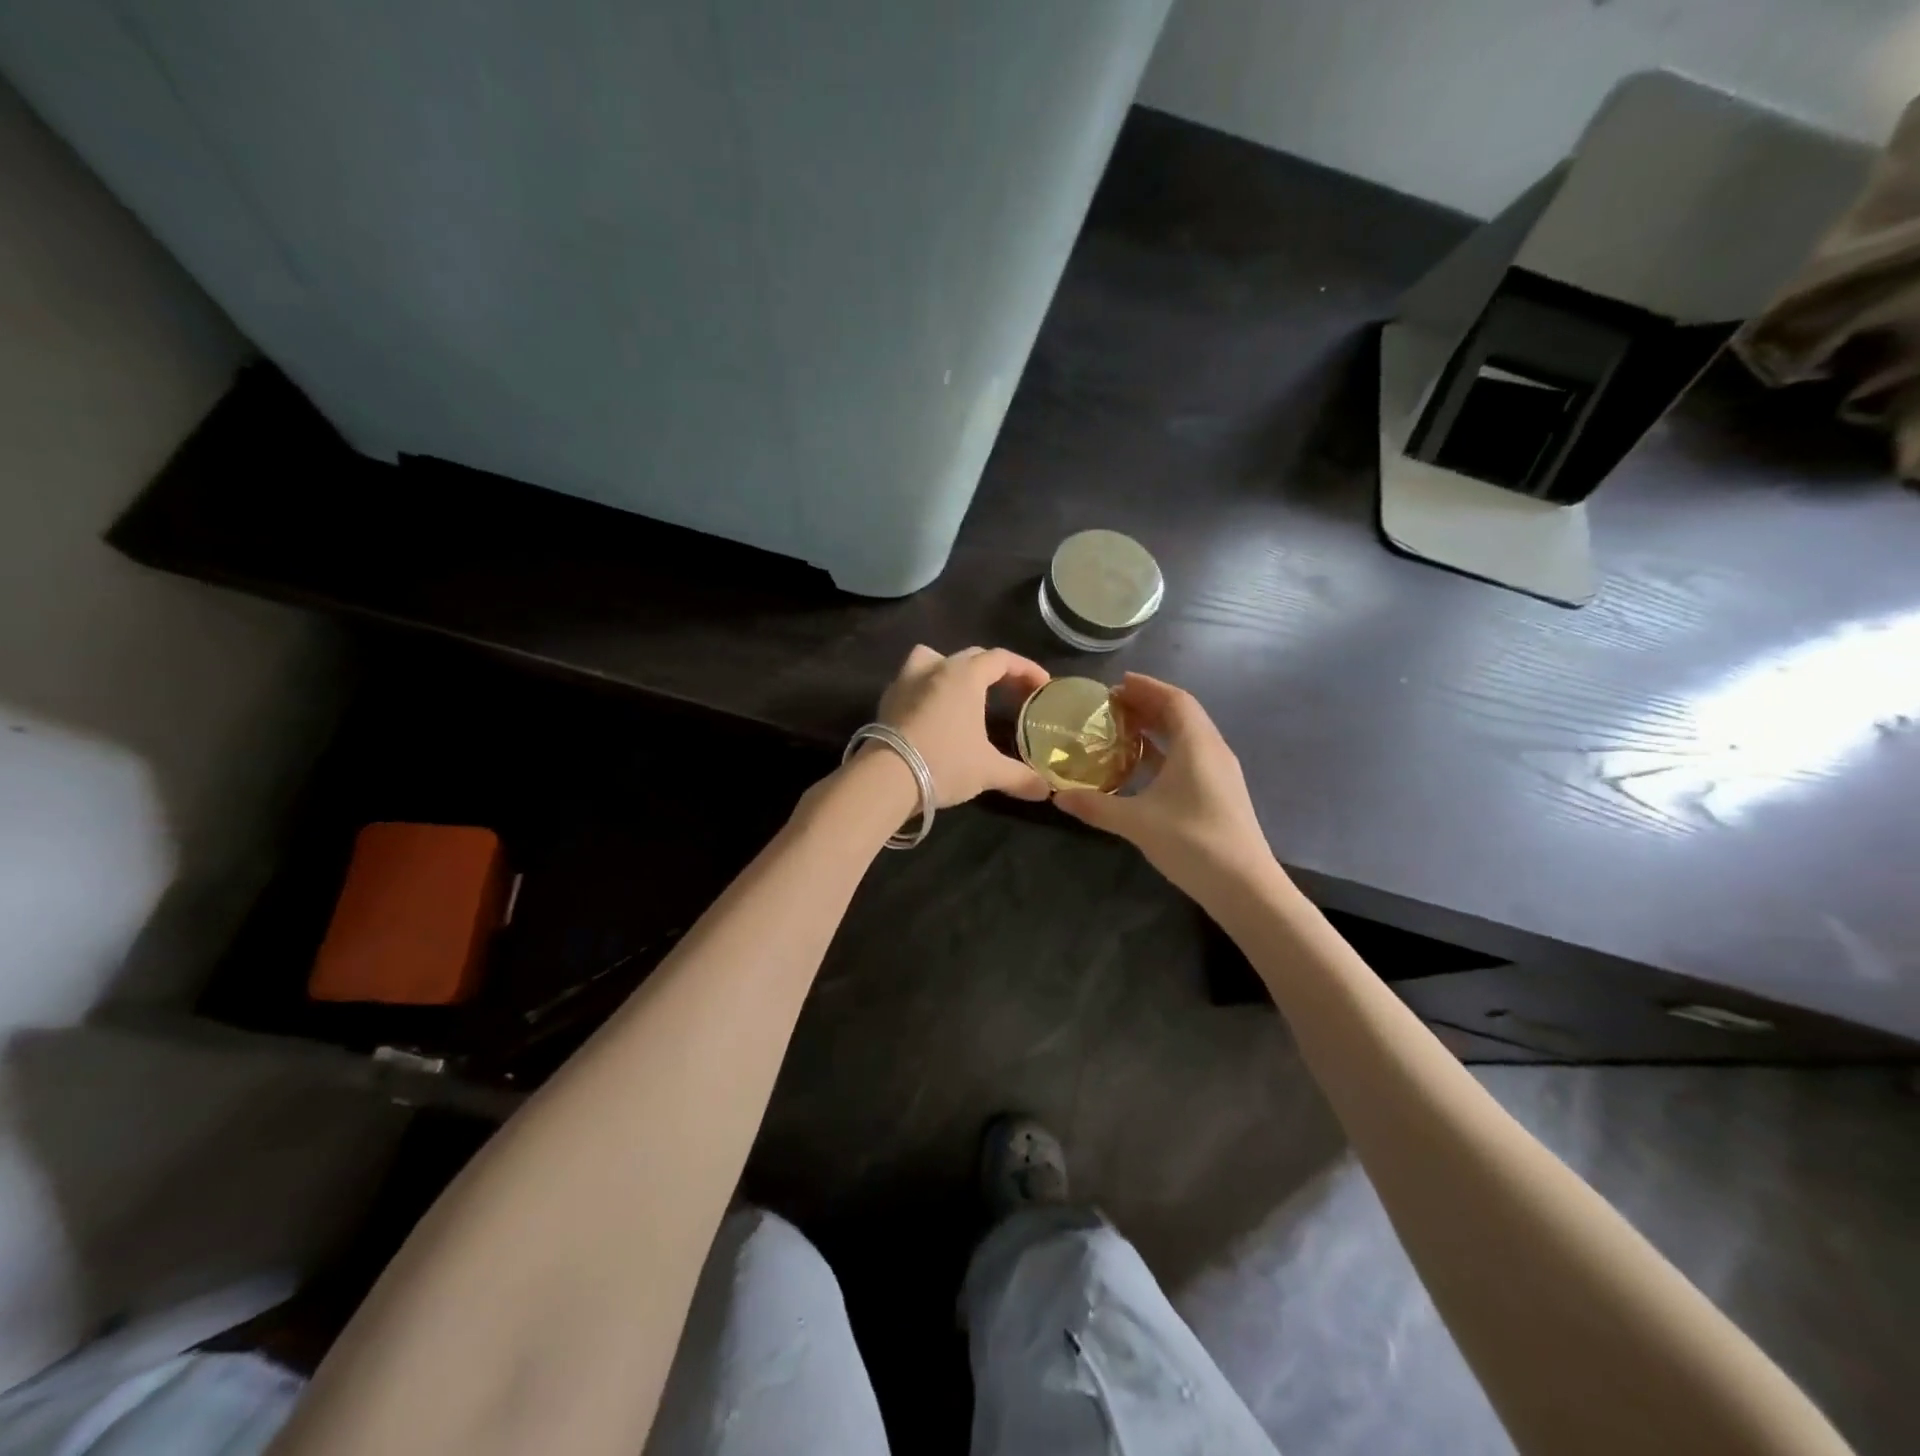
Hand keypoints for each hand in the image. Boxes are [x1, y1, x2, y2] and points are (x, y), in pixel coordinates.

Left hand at [872, 645, 1051, 806]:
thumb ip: (1020, 777)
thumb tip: (1046, 790)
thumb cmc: (944, 763)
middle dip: (995, 670)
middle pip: (971, 657)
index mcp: (965, 676)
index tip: (1042, 685)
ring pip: (934, 658)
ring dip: (953, 668)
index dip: (1026, 669)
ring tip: (964, 691)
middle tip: (1011, 691)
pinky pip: (913, 680)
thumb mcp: (988, 771)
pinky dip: (928, 687)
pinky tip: (933, 711)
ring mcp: (907, 680)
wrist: (886, 777)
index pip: (1001, 659)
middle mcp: (936, 668)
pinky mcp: (888, 699)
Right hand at [1053, 673, 1276, 901]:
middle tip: (1112, 705)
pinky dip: (1165, 751)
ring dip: (1157, 728)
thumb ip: (1095, 806)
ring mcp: (1219, 774)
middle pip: (1182, 715)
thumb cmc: (1193, 843)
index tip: (1116, 684)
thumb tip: (1056, 796)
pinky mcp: (1219, 794)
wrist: (1245, 888)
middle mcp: (1213, 751)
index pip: (1175, 700)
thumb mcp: (1137, 822)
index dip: (1146, 688)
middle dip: (1148, 705)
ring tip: (1122, 729)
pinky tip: (1142, 766)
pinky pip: (1190, 758)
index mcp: (1198, 745)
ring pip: (1187, 737)